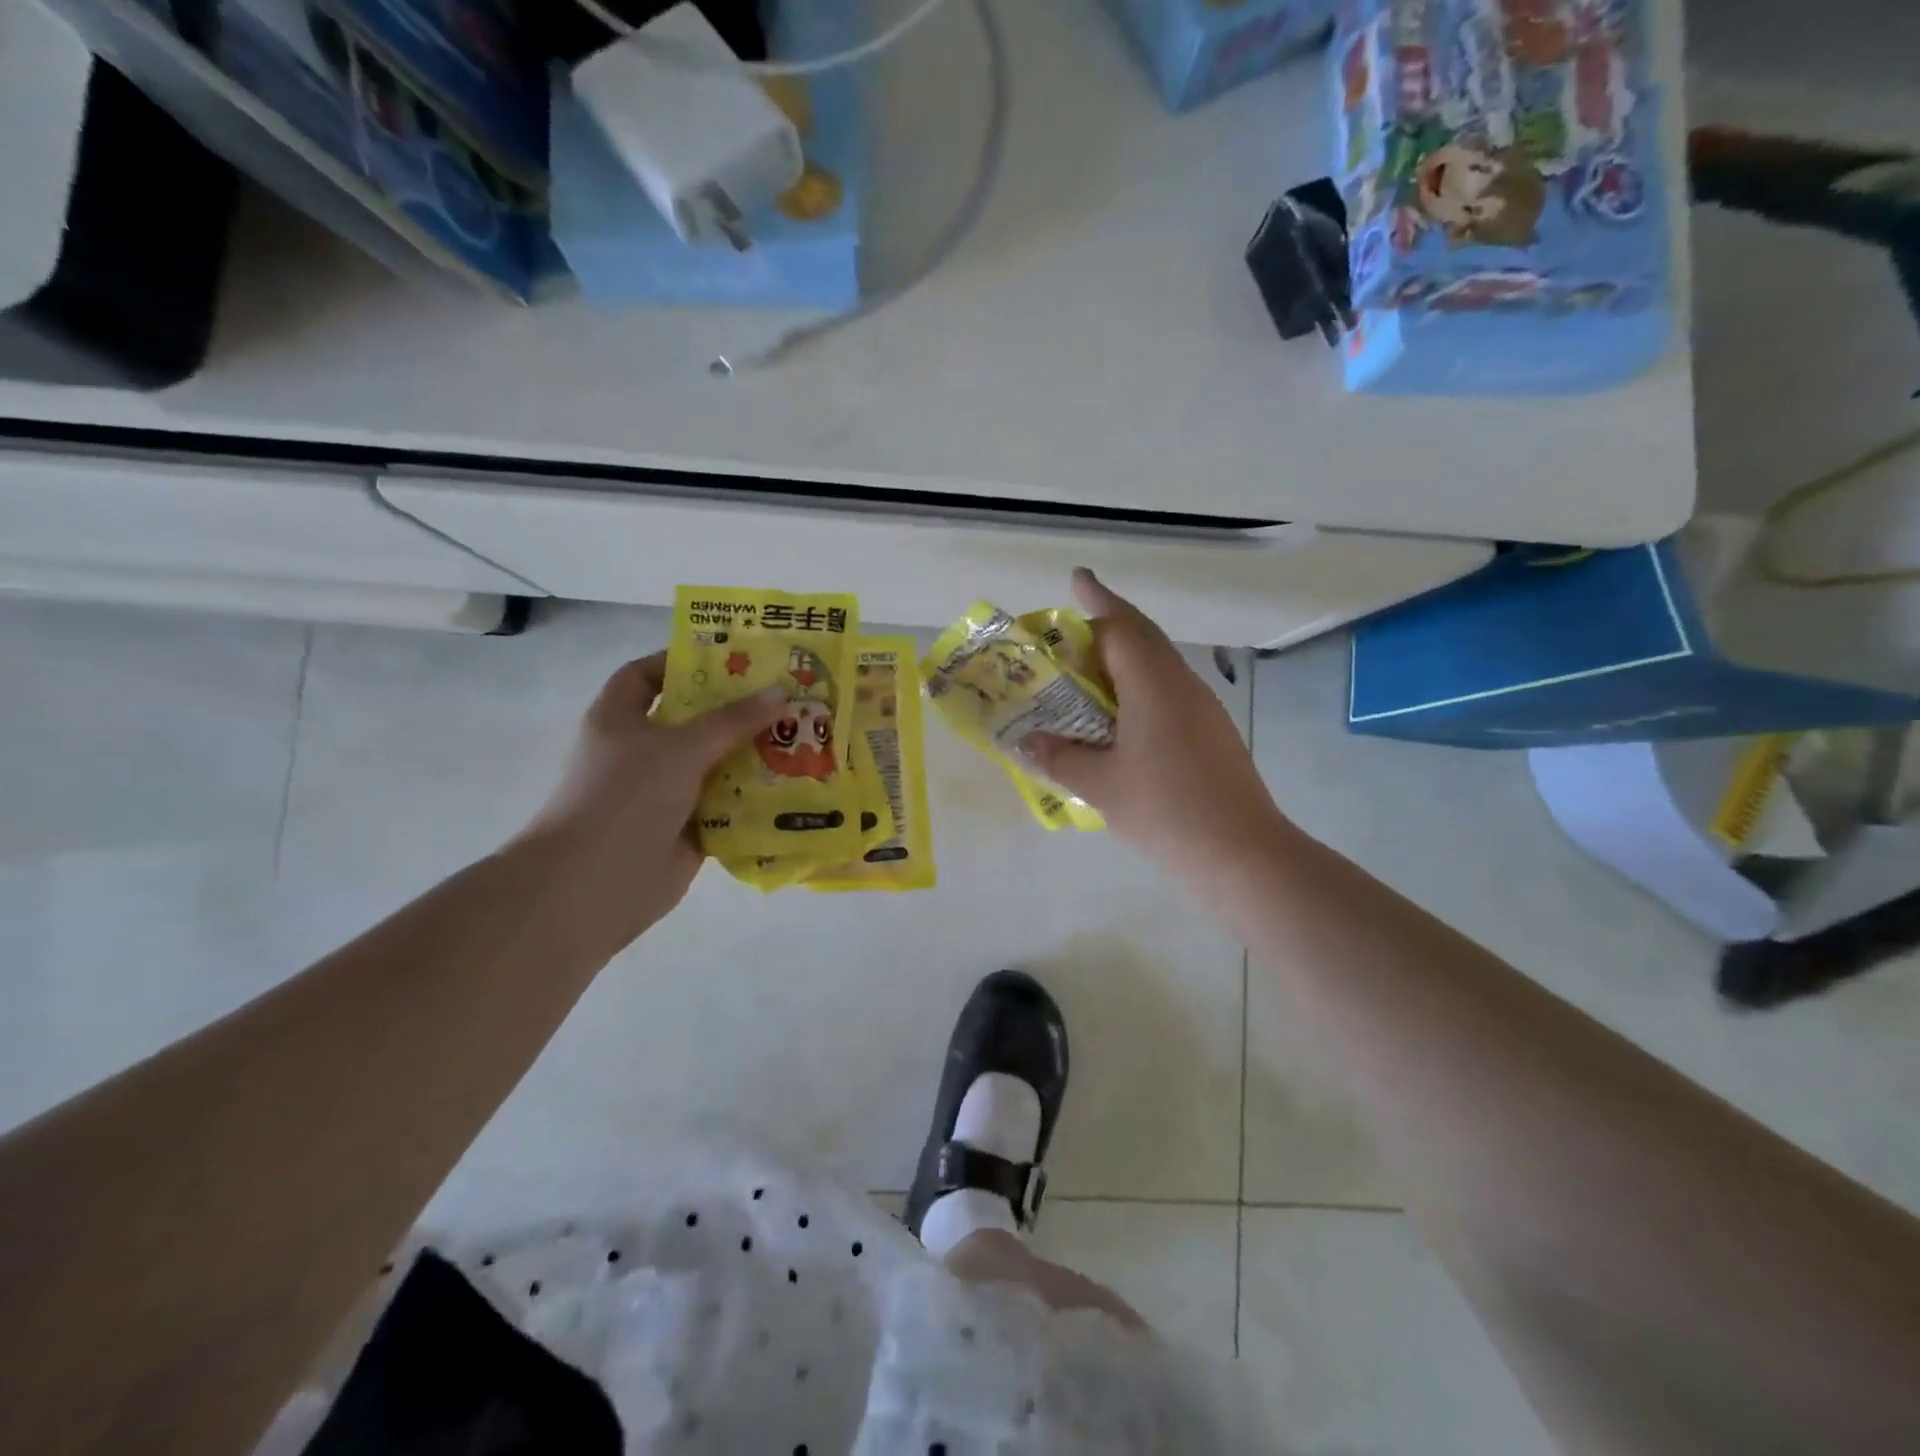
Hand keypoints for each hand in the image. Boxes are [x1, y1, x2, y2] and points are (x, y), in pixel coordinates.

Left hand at [513, 652, 785, 942]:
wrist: (594, 886)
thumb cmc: (624, 799)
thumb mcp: (679, 748)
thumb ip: (732, 721)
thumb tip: (781, 692)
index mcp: (620, 720)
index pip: (646, 675)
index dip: (682, 662)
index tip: (733, 657)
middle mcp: (641, 753)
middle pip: (694, 721)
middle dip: (737, 710)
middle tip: (787, 695)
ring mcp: (665, 794)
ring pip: (716, 765)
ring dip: (754, 755)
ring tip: (804, 737)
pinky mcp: (689, 829)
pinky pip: (729, 806)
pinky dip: (756, 799)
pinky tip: (796, 786)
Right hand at [1023, 570, 1293, 878]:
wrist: (1241, 853)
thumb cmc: (1165, 811)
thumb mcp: (1100, 785)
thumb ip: (1059, 757)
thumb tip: (1025, 742)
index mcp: (1154, 685)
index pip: (1121, 627)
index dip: (1096, 600)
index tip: (1077, 578)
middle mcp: (1182, 684)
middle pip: (1144, 638)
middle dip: (1108, 623)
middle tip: (1071, 629)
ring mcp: (1202, 707)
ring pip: (1159, 664)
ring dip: (1125, 656)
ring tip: (1088, 672)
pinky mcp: (1212, 731)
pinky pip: (1169, 690)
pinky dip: (1139, 686)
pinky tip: (1121, 717)